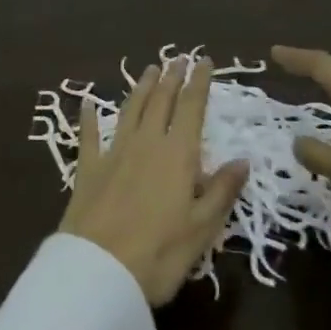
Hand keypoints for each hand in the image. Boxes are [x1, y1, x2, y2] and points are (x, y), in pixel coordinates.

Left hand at [60, 59, 249, 305]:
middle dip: (171, 78)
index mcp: (178, 155)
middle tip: (178, 58)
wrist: (99, 271)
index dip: (199, 83)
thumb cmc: (160, 254)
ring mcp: (114, 152)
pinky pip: (89, 135)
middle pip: (160, 101)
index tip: (203, 61)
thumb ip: (222, 190)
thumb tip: (243, 160)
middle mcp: (146, 143)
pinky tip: (87, 103)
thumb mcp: (203, 228)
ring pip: (130, 110)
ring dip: (141, 88)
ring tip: (149, 70)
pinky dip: (89, 117)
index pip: (192, 108)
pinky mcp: (88, 168)